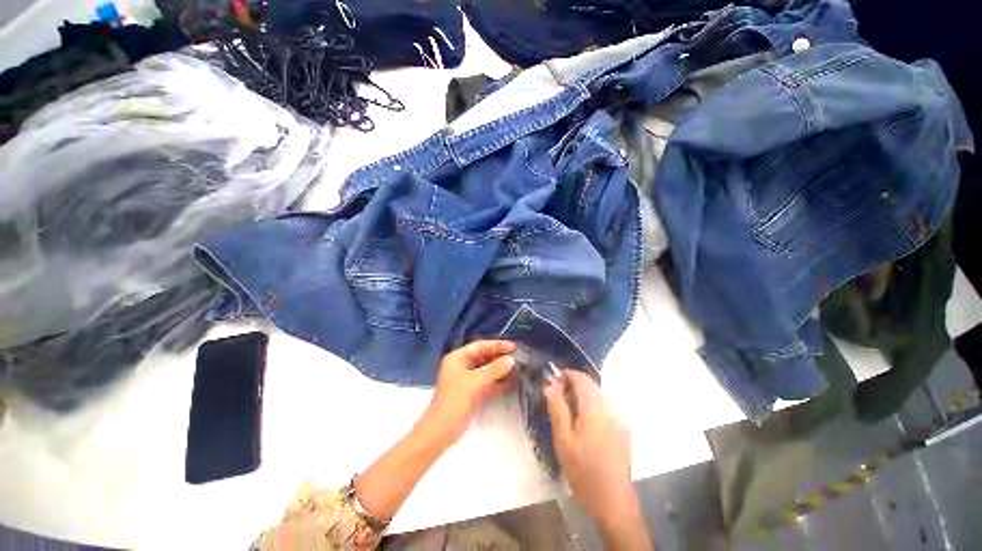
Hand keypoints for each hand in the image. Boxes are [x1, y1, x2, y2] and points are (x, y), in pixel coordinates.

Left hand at [425, 340, 516, 442]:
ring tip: (518, 367)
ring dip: (499, 369)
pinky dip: (497, 381)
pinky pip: (486, 382)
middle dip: (499, 357)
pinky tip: (511, 381)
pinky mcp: (471, 392)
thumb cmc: (456, 400)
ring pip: (486, 369)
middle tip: (518, 356)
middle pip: (483, 356)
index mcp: (457, 357)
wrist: (442, 430)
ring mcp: (466, 379)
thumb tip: (511, 359)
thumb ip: (494, 369)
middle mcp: (461, 365)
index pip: (480, 346)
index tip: (513, 347)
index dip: (497, 345)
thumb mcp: (476, 382)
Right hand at [544, 370, 638, 529]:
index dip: (566, 375)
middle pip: (590, 384)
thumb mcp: (563, 439)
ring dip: (582, 394)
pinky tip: (583, 420)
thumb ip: (557, 408)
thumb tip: (550, 385)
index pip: (581, 379)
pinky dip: (591, 404)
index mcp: (595, 408)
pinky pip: (604, 406)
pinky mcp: (622, 427)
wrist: (612, 499)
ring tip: (567, 408)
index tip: (553, 380)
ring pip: (597, 394)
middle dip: (573, 384)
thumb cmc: (583, 469)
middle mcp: (610, 408)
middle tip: (557, 396)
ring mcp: (619, 417)